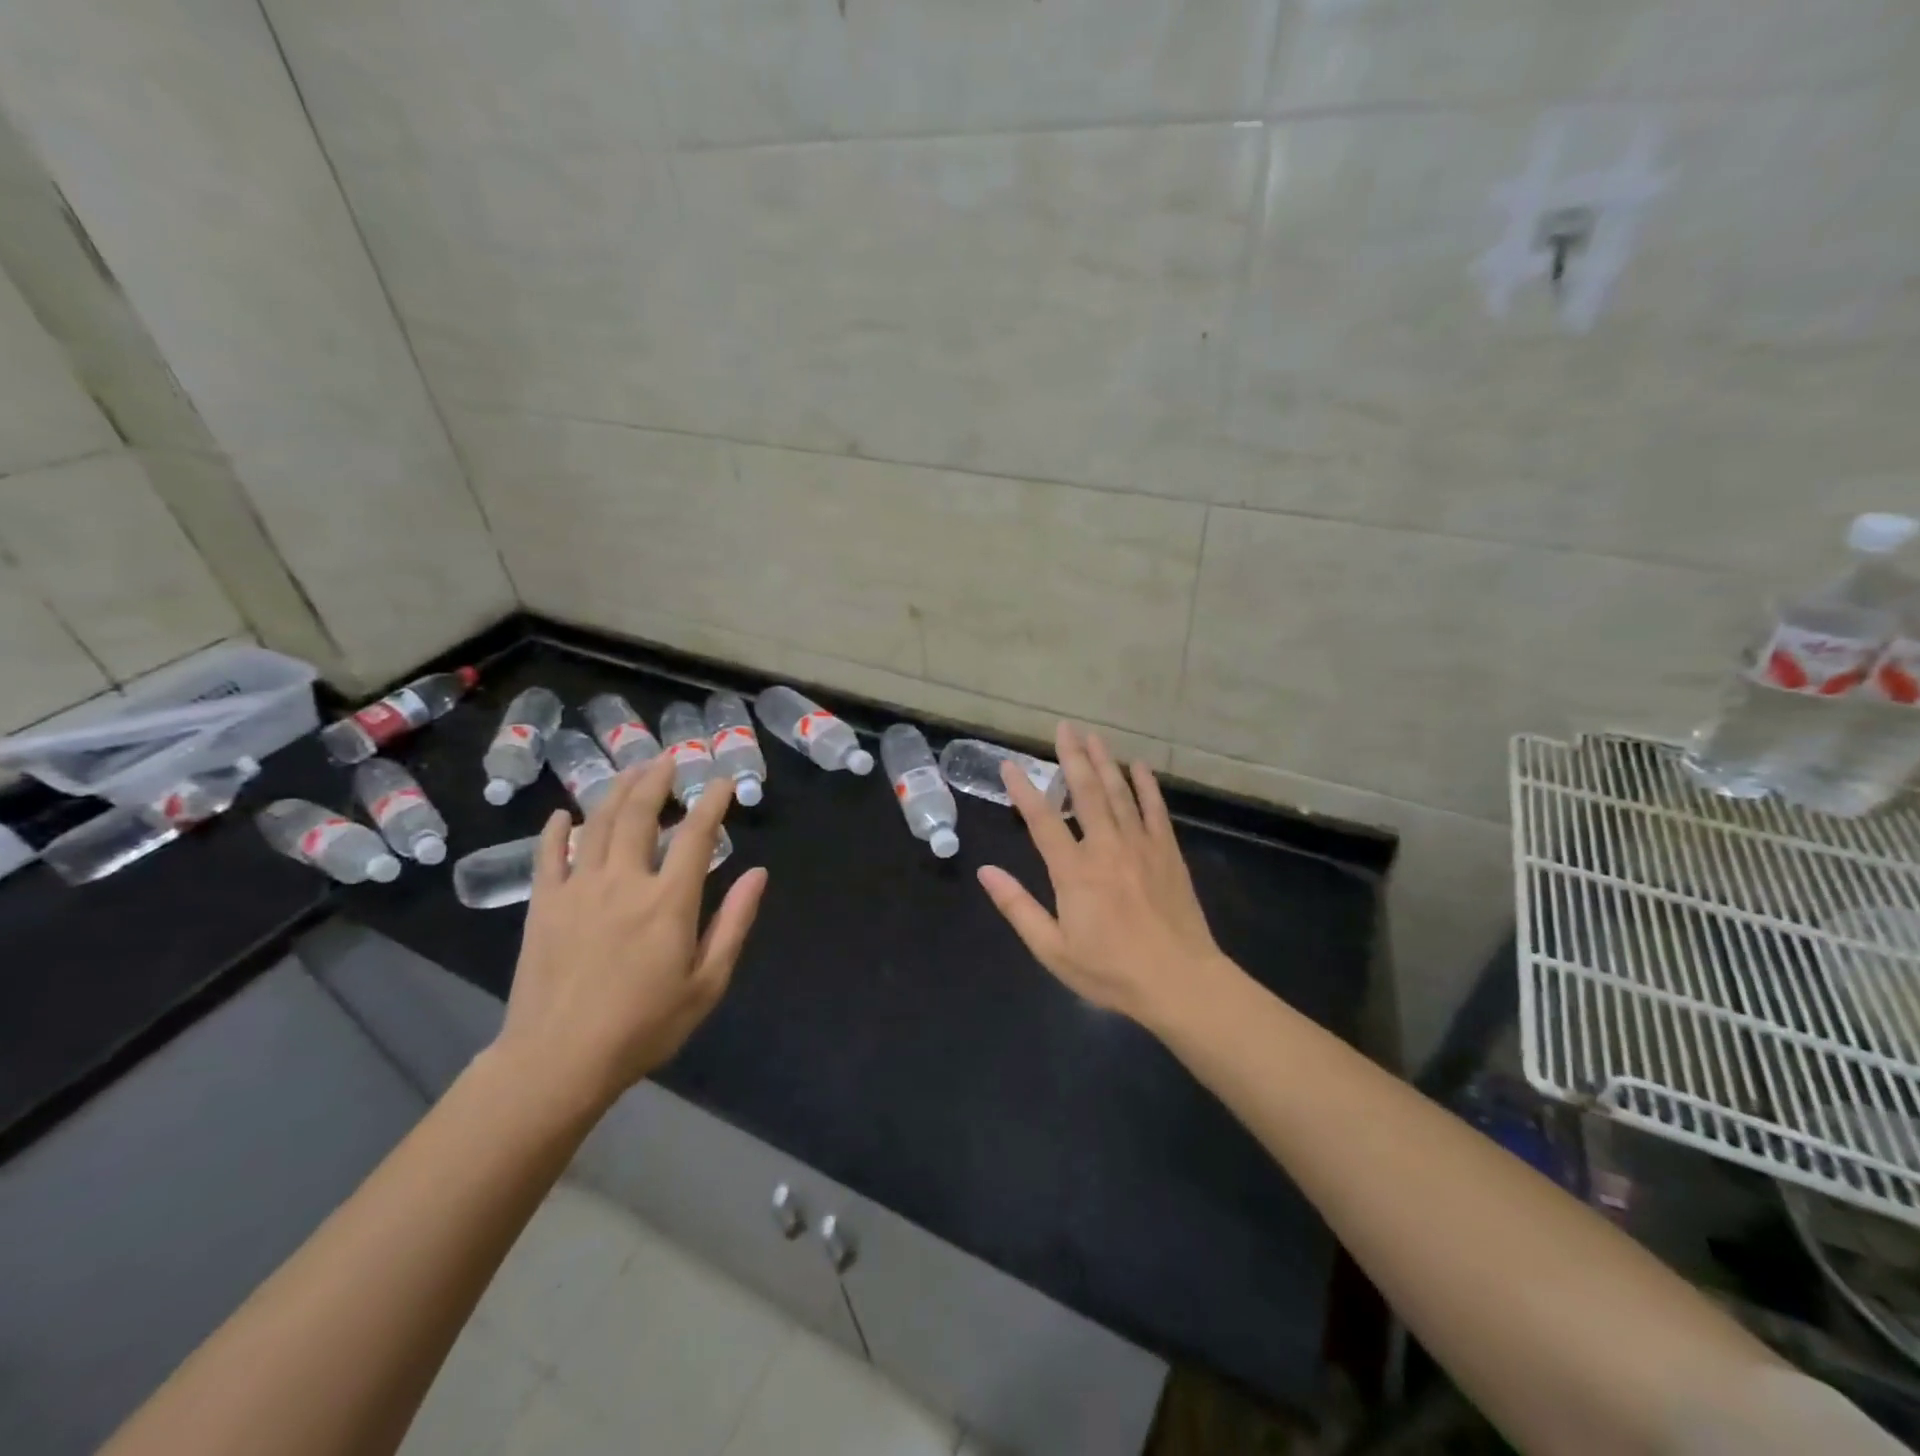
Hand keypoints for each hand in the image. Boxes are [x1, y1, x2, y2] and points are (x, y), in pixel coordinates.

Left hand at [493, 756, 767, 1113]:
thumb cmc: (643, 1026)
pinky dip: (557, 830)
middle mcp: (624, 881)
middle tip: (668, 760)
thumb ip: (733, 923)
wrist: (558, 1060)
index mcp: (668, 901)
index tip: (722, 781)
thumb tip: (758, 873)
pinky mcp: (543, 905)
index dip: (712, 802)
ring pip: (597, 824)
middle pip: (640, 815)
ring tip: (631, 771)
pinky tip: (564, 814)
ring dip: (617, 791)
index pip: (697, 836)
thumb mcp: (706, 983)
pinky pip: (549, 855)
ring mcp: (578, 890)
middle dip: (657, 781)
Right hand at [977, 722, 1228, 1028]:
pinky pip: (1155, 810)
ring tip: (1093, 736)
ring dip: (1105, 761)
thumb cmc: (1111, 971)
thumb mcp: (1053, 949)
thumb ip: (1018, 908)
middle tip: (1064, 727)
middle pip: (1086, 792)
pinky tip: (1139, 766)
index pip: (1042, 820)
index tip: (1009, 765)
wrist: (1179, 982)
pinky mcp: (1167, 852)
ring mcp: (1141, 846)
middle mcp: (1106, 848)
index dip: (1024, 790)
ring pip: (1119, 793)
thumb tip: (985, 872)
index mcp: (1074, 871)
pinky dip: (1147, 785)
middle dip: (1072, 757)